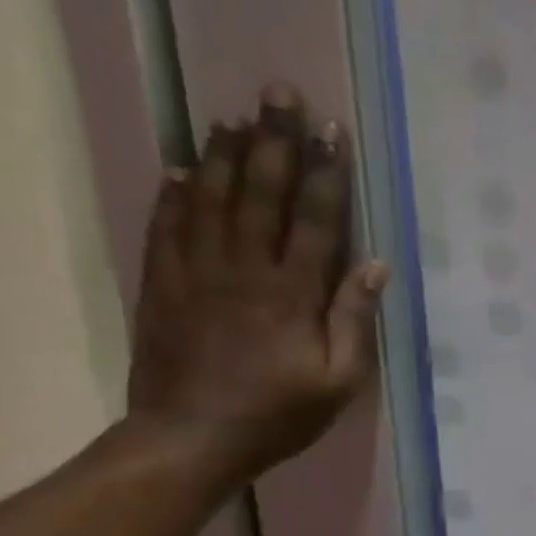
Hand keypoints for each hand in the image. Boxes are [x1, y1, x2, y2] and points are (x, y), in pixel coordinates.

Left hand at [126, 84, 388, 487]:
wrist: (189, 441)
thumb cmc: (280, 413)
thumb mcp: (340, 380)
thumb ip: (354, 321)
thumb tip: (374, 267)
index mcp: (292, 294)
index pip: (314, 219)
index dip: (326, 173)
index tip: (333, 131)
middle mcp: (244, 271)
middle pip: (259, 193)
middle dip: (273, 140)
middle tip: (279, 94)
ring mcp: (195, 274)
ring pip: (210, 199)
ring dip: (224, 154)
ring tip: (235, 116)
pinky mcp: (161, 285)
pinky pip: (166, 227)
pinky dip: (173, 193)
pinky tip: (182, 167)